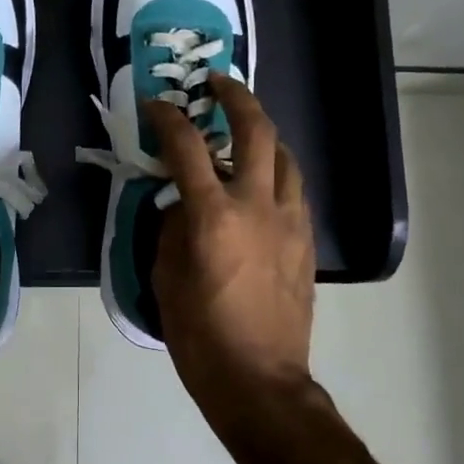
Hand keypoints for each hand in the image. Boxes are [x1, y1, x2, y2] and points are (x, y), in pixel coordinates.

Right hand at [147, 76, 315, 422]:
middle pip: (256, 131)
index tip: (157, 104)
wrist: (260, 380)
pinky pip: (295, 190)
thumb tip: (181, 204)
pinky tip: (264, 181)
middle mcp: (257, 206)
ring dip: (264, 133)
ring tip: (245, 130)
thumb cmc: (200, 334)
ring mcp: (289, 221)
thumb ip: (172, 229)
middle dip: (237, 97)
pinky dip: (278, 171)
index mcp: (214, 216)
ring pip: (285, 156)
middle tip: (218, 83)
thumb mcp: (166, 278)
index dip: (168, 118)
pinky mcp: (306, 241)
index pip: (187, 147)